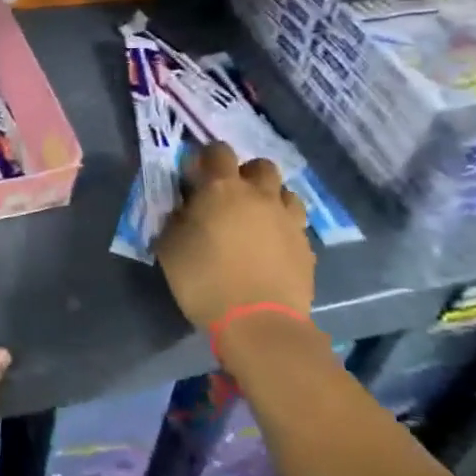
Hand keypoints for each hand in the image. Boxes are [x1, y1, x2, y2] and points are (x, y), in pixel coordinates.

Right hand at [154, 144, 314, 329]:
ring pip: (286, 193)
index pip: (218, 151)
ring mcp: (288, 221)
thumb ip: (175, 219)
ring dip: (271, 199)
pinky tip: (272, 249)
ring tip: (256, 220)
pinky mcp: (306, 248)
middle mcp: (260, 195)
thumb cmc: (204, 280)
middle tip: (231, 196)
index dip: (208, 157)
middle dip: (246, 174)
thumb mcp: (170, 247)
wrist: (258, 324)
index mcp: (222, 188)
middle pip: (261, 166)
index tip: (197, 174)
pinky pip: (295, 226)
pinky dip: (283, 229)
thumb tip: (183, 210)